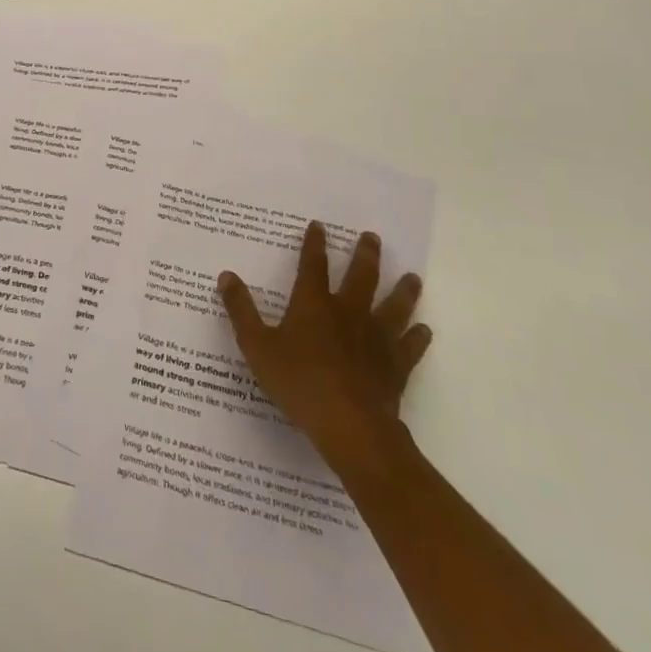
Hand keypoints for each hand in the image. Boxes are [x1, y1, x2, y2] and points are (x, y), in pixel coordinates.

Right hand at [217, 225, 430, 481]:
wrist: (350, 425)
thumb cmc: (299, 382)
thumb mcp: (257, 346)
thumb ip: (241, 310)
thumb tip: (227, 275)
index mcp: (313, 305)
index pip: (313, 265)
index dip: (315, 244)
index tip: (319, 226)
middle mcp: (348, 313)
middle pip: (361, 277)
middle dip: (365, 255)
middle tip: (372, 237)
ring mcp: (375, 339)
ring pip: (393, 306)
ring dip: (403, 290)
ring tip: (412, 277)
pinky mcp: (394, 366)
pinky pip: (409, 347)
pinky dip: (417, 337)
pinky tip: (424, 330)